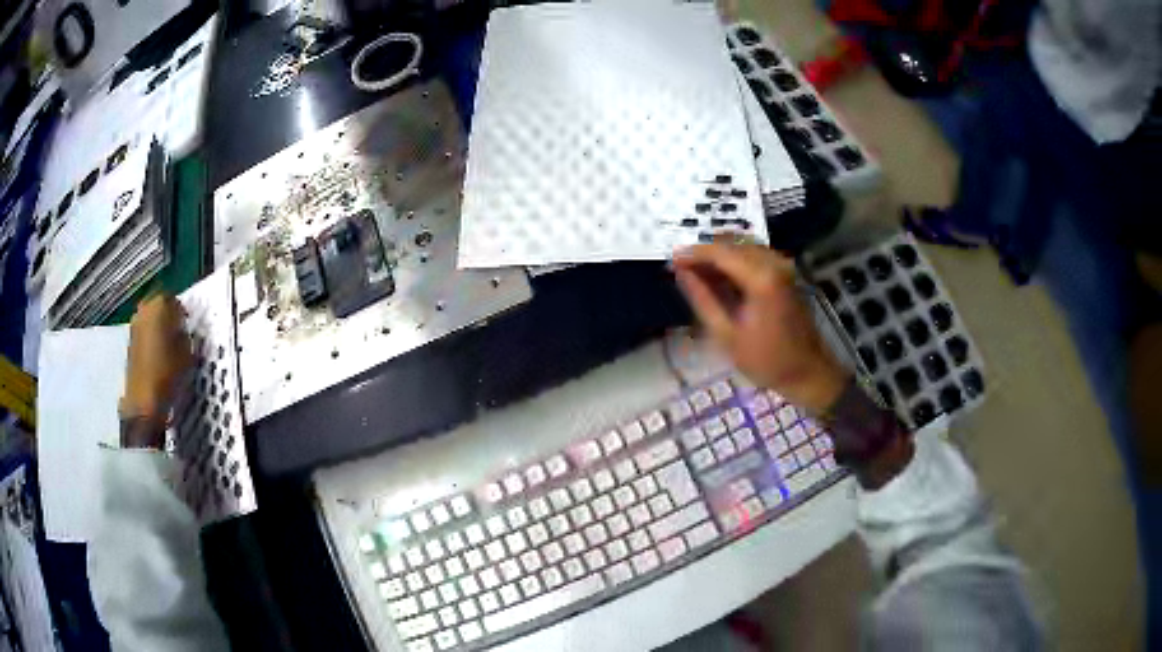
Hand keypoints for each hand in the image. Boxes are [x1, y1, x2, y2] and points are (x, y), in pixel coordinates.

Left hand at [121, 294, 192, 423]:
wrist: (144, 401)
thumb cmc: (168, 374)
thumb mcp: (187, 353)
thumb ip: (185, 334)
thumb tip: (182, 329)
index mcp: (159, 305)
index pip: (174, 298)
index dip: (182, 311)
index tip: (187, 325)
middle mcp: (144, 309)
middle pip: (159, 303)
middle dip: (167, 314)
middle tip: (178, 331)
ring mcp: (134, 325)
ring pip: (150, 317)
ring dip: (158, 325)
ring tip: (168, 344)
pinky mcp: (130, 341)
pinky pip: (144, 331)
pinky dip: (150, 337)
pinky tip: (157, 354)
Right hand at [672, 242, 847, 412]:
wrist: (808, 371)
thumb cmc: (766, 360)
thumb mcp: (726, 335)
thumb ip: (702, 298)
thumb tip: (681, 272)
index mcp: (761, 278)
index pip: (719, 251)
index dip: (692, 253)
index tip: (671, 260)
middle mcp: (774, 263)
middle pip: (731, 242)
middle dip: (704, 252)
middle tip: (681, 268)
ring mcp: (783, 265)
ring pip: (743, 245)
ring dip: (719, 254)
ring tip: (697, 273)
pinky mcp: (786, 272)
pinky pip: (754, 254)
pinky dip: (734, 259)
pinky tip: (721, 277)